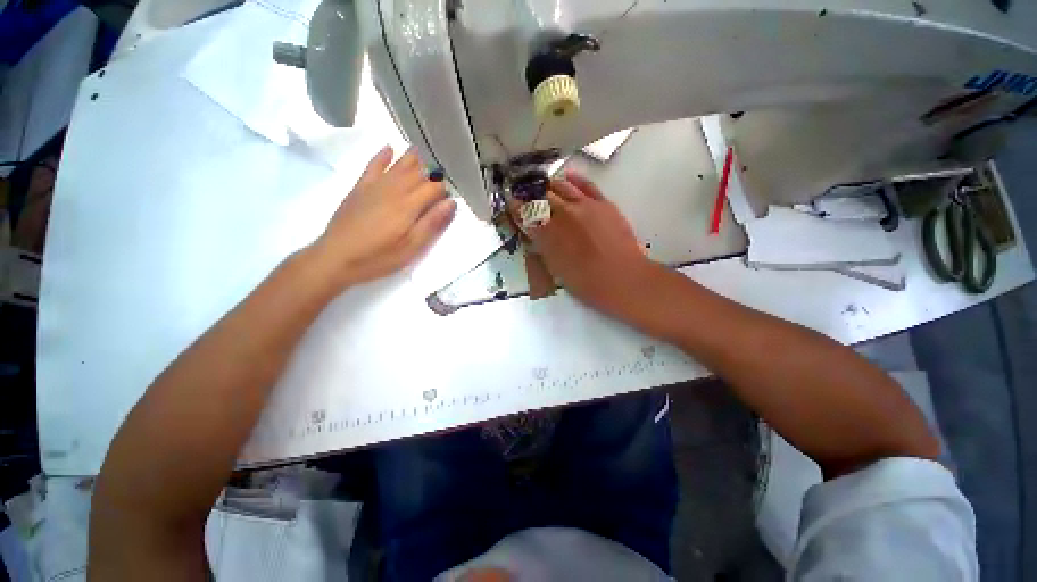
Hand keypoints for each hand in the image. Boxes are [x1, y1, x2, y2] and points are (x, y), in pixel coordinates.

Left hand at [312, 146, 456, 286]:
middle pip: (418, 174)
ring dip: (413, 159)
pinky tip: (389, 149)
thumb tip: (451, 203)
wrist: (336, 257)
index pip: (434, 188)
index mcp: (409, 205)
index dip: (444, 190)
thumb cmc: (379, 257)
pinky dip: (382, 156)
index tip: (449, 197)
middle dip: (432, 173)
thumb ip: (432, 223)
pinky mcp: (360, 188)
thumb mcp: (412, 247)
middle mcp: (394, 189)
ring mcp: (375, 186)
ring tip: (423, 154)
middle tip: (440, 177)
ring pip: (398, 165)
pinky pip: (373, 165)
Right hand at [512, 170, 663, 319]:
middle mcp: (563, 215)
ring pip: (562, 187)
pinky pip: (586, 185)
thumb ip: (544, 248)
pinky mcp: (603, 203)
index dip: (517, 208)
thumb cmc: (587, 283)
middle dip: (531, 195)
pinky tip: (567, 175)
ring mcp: (585, 206)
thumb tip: (536, 234)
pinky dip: (574, 179)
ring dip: (549, 185)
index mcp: (549, 234)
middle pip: (542, 197)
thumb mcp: (557, 269)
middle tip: (526, 194)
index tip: (511, 203)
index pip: (527, 215)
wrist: (624, 278)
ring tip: (544, 185)